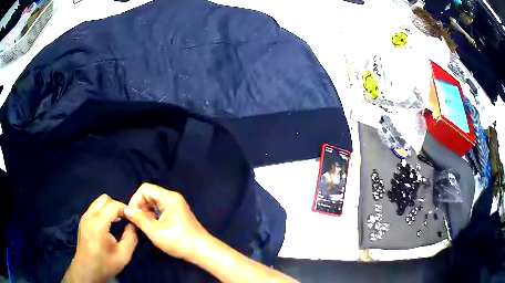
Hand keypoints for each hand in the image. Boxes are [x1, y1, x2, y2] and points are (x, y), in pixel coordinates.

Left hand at [63, 194, 137, 282]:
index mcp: (98, 223)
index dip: (125, 209)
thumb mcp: (124, 255)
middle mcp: (89, 215)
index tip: (133, 218)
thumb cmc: (105, 264)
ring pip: (98, 202)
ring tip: (118, 220)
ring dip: (109, 208)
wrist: (87, 270)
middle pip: (105, 199)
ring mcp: (84, 217)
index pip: (113, 205)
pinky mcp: (83, 220)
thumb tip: (132, 225)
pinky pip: (94, 208)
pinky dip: (103, 211)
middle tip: (125, 218)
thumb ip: (130, 238)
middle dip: (117, 205)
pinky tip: (108, 224)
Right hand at [124, 183, 208, 259]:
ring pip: (154, 203)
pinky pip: (160, 209)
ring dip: (146, 213)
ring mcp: (176, 205)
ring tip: (145, 226)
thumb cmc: (179, 241)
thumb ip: (139, 219)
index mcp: (169, 198)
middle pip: (149, 194)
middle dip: (140, 207)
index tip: (132, 215)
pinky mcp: (177, 213)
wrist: (202, 251)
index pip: (145, 189)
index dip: (135, 200)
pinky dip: (153, 216)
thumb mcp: (155, 231)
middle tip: (138, 222)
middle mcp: (173, 198)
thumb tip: (126, 210)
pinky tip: (153, 228)